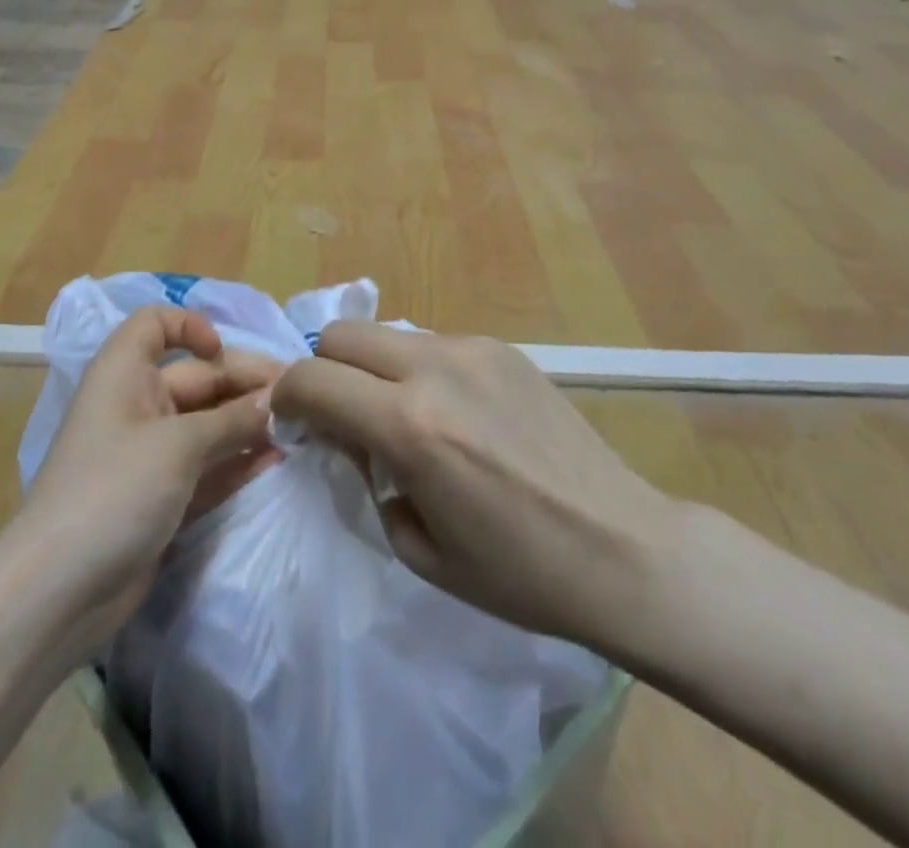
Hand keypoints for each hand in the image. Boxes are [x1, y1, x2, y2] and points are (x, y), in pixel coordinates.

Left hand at [12, 307, 282, 657]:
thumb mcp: (178, 446)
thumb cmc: (113, 491)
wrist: (57, 594)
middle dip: (244, 386)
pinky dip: (237, 462)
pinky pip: (207, 466)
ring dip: (247, 426)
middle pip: (197, 378)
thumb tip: (278, 401)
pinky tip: (275, 463)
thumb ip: (233, 421)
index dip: (190, 327)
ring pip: (208, 425)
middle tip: (297, 400)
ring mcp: (150, 454)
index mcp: (124, 374)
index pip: (155, 325)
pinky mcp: (162, 497)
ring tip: (297, 432)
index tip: (224, 352)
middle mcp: (137, 405)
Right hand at [271, 322, 678, 653]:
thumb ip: (366, 475)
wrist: (622, 548)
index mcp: (410, 426)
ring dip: (373, 369)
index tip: (294, 425)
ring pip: (387, 334)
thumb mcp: (417, 545)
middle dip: (324, 371)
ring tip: (402, 417)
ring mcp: (473, 350)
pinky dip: (417, 370)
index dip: (287, 399)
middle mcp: (435, 369)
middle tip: (342, 418)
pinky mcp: (502, 347)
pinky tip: (453, 414)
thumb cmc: (517, 573)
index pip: (311, 379)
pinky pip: (432, 344)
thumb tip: (348, 434)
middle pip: (341, 334)